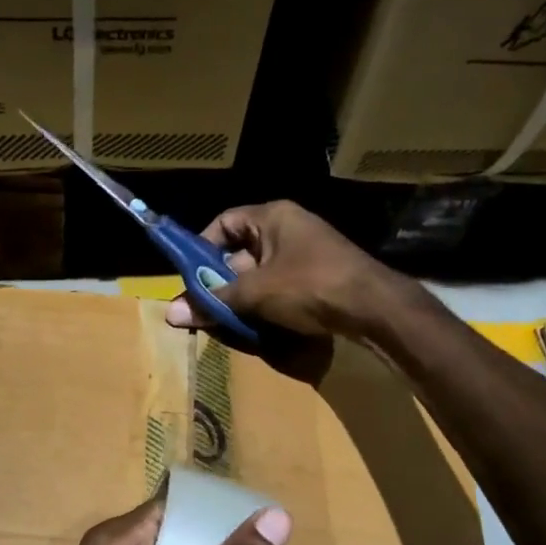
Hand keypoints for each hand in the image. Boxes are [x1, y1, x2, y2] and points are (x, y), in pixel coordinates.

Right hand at [165, 201, 405, 379]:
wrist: (374, 307)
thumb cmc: (310, 285)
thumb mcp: (255, 293)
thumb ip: (213, 302)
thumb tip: (171, 314)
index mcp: (272, 217)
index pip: (224, 223)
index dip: (202, 248)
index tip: (189, 277)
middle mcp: (288, 229)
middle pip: (240, 253)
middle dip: (220, 282)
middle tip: (203, 309)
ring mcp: (306, 254)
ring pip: (259, 275)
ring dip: (241, 298)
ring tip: (225, 322)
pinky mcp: (318, 278)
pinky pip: (280, 288)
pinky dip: (264, 306)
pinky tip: (256, 328)